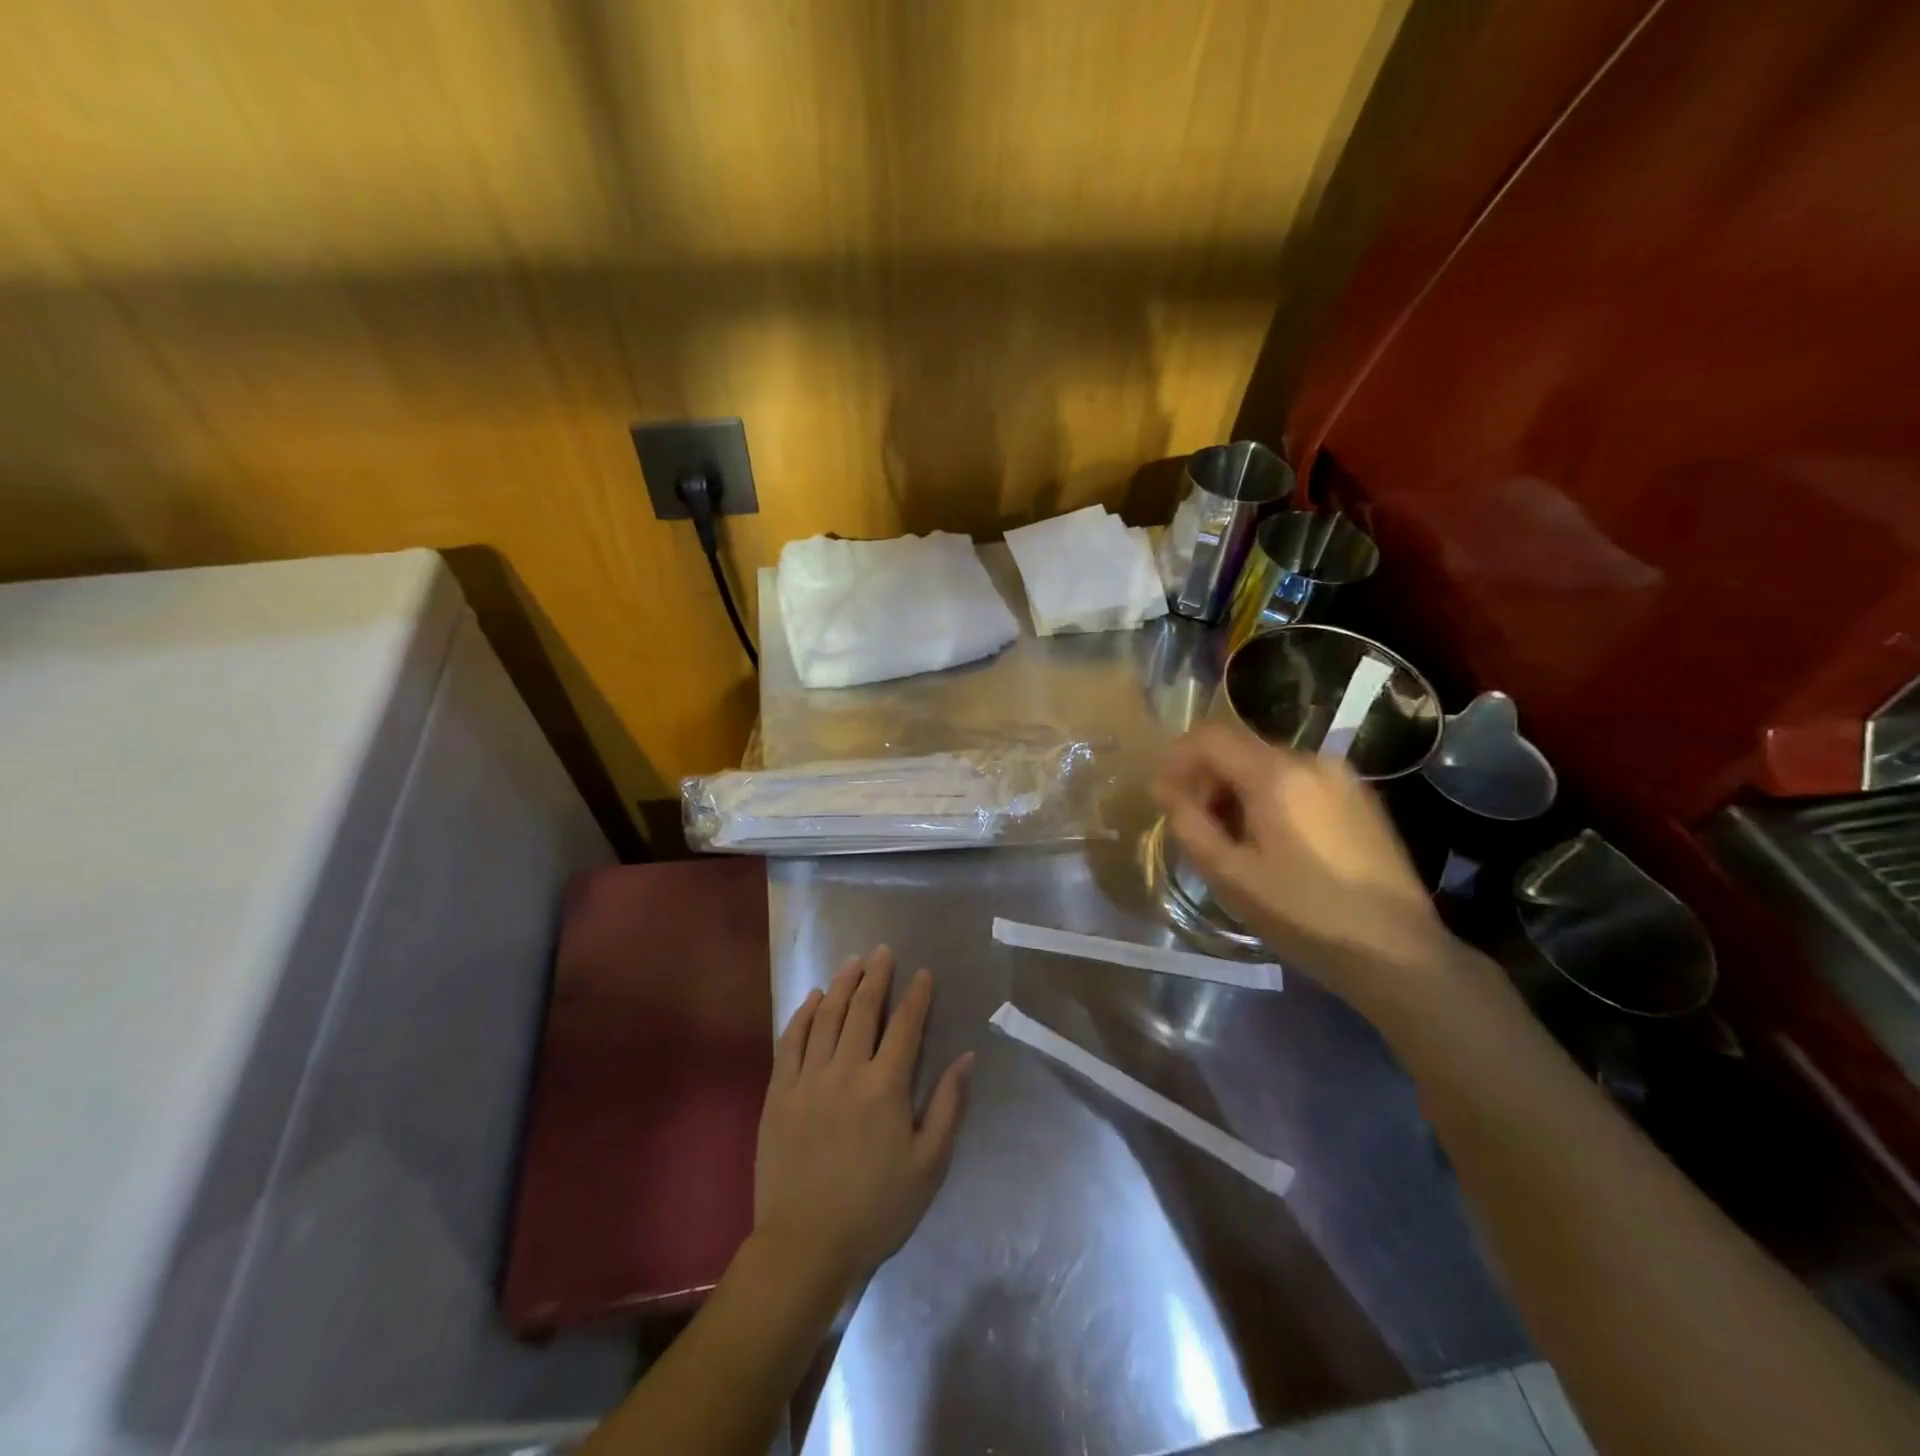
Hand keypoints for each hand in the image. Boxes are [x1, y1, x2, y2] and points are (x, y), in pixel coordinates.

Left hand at [754, 946, 973, 1297]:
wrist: (806, 1246)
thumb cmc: (877, 1209)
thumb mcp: (928, 1165)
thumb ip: (947, 1106)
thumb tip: (965, 1058)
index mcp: (885, 1087)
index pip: (906, 1026)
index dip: (917, 996)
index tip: (923, 973)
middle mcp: (846, 1071)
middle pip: (863, 1010)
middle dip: (876, 976)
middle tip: (883, 951)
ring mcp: (807, 1079)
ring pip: (826, 1017)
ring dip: (841, 985)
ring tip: (852, 962)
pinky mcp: (778, 1093)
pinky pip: (790, 1041)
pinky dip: (803, 1015)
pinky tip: (812, 998)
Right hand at [1154, 723, 1454, 1021]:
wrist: (1397, 952)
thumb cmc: (1304, 915)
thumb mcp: (1231, 876)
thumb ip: (1189, 825)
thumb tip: (1167, 792)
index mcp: (1277, 774)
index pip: (1209, 737)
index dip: (1175, 759)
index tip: (1162, 795)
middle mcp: (1312, 760)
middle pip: (1239, 748)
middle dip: (1206, 778)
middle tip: (1193, 824)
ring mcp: (1342, 777)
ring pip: (1269, 765)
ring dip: (1237, 790)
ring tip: (1232, 839)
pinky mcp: (1360, 798)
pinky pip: (1299, 782)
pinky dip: (1271, 798)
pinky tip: (1273, 842)